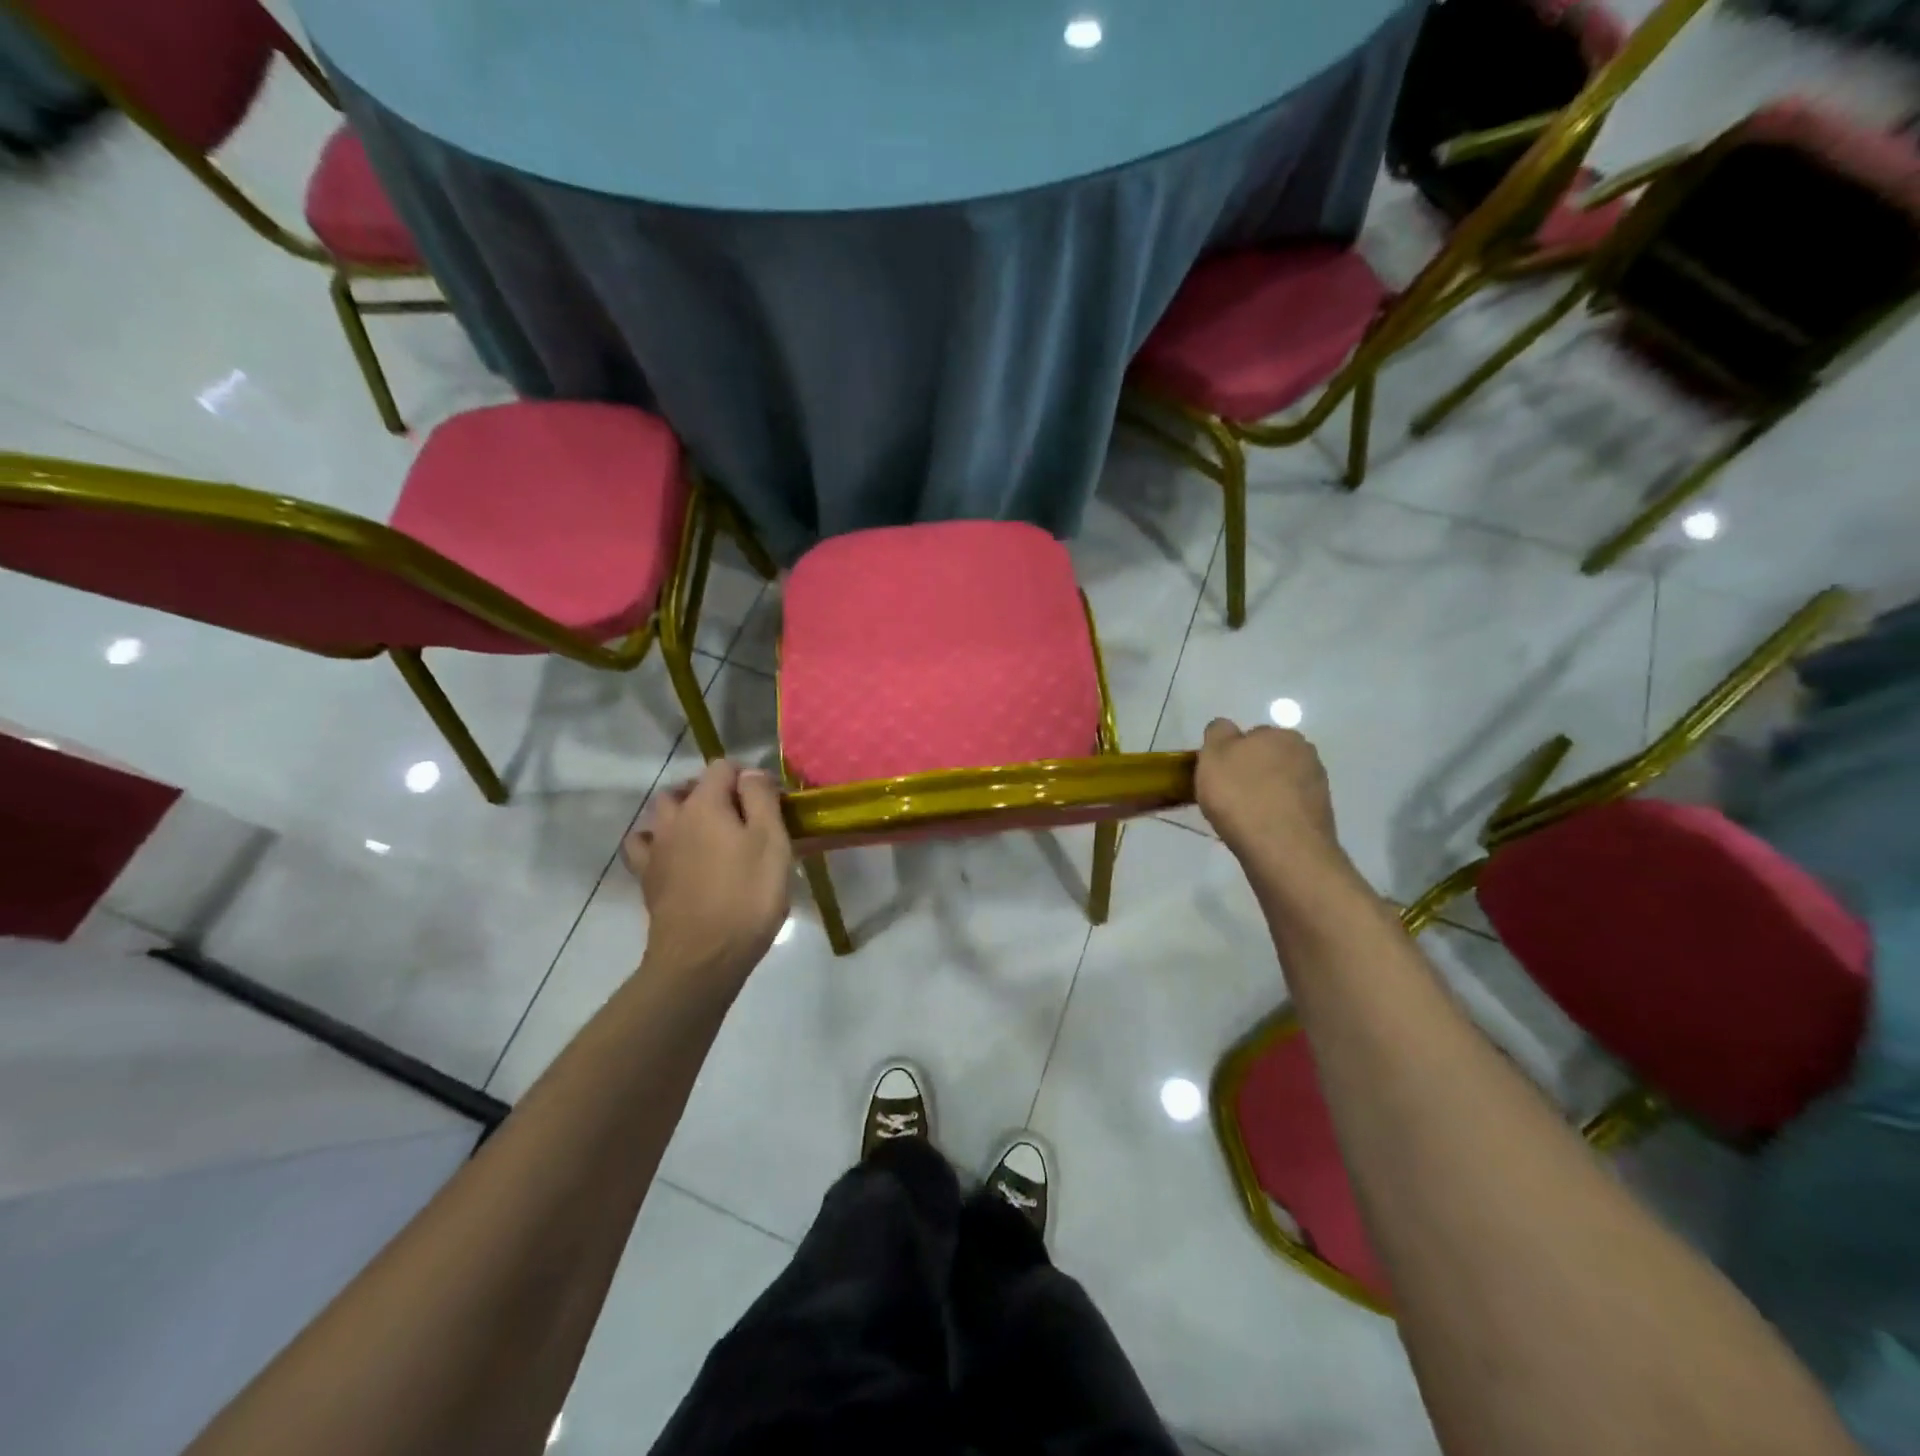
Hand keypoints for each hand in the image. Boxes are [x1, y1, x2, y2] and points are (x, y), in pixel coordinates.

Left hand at [623, 761, 792, 987]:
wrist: (702, 958)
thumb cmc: (747, 896)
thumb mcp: (771, 841)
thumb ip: (761, 798)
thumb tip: (750, 773)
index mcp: (705, 804)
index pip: (723, 767)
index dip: (749, 777)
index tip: (772, 801)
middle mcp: (673, 818)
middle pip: (689, 788)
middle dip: (714, 792)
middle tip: (744, 818)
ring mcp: (655, 849)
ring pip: (663, 814)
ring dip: (684, 814)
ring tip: (710, 834)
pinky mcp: (647, 879)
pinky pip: (645, 847)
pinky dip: (659, 843)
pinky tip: (676, 857)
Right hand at [1196, 718, 1342, 873]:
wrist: (1282, 849)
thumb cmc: (1241, 796)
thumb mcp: (1213, 755)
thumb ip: (1218, 733)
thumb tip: (1226, 729)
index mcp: (1280, 734)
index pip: (1249, 735)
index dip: (1230, 754)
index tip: (1217, 775)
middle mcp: (1305, 753)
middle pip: (1267, 759)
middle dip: (1250, 773)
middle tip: (1228, 796)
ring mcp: (1317, 786)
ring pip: (1279, 784)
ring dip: (1264, 795)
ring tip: (1243, 818)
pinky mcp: (1320, 816)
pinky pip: (1288, 808)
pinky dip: (1275, 815)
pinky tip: (1260, 831)